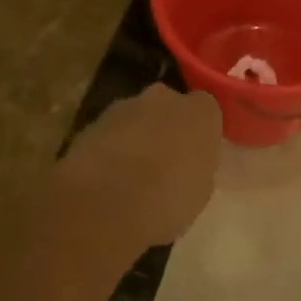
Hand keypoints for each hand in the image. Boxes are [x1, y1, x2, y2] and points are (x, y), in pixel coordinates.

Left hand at [56, 85, 223, 259]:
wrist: (106, 202)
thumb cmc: (168, 200)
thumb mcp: (200, 192)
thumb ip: (196, 166)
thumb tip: (186, 164)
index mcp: (201, 113)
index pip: (206, 110)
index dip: (199, 132)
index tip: (195, 155)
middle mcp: (165, 98)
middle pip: (169, 107)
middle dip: (166, 127)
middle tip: (164, 161)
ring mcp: (125, 106)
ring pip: (137, 117)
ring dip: (136, 136)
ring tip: (130, 174)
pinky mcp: (93, 121)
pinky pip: (111, 132)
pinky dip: (110, 147)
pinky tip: (106, 177)